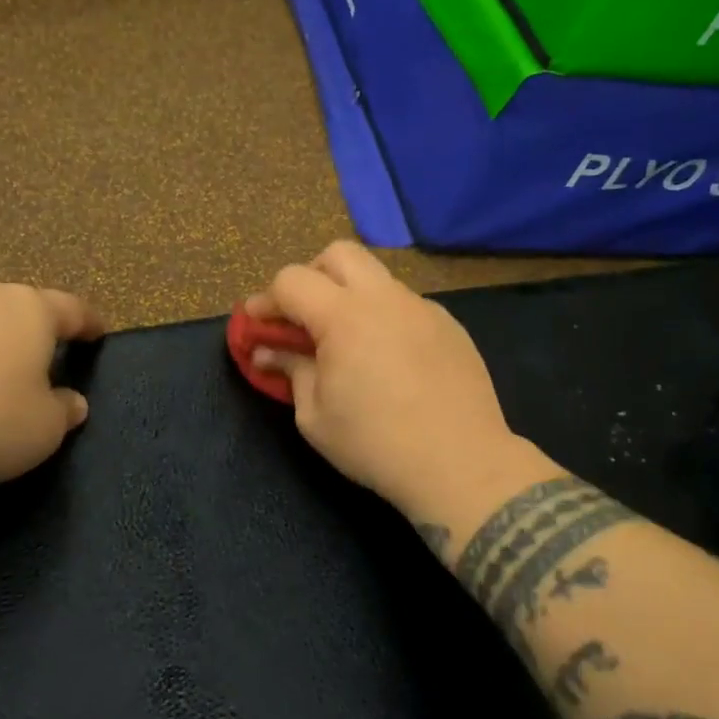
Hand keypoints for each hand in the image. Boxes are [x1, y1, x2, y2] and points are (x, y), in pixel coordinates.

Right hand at [248, 242, 534, 519]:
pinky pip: (406, 305)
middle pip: (338, 254)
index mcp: (344, 315)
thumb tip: (268, 352)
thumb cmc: (374, 444)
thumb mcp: (314, 416)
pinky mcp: (450, 326)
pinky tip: (388, 359)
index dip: (266, 300)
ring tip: (347, 342)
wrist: (460, 464)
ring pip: (377, 278)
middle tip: (302, 318)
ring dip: (350, 296)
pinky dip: (384, 318)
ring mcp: (423, 308)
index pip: (292, 280)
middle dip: (311, 277)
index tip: (257, 326)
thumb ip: (290, 371)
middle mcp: (385, 298)